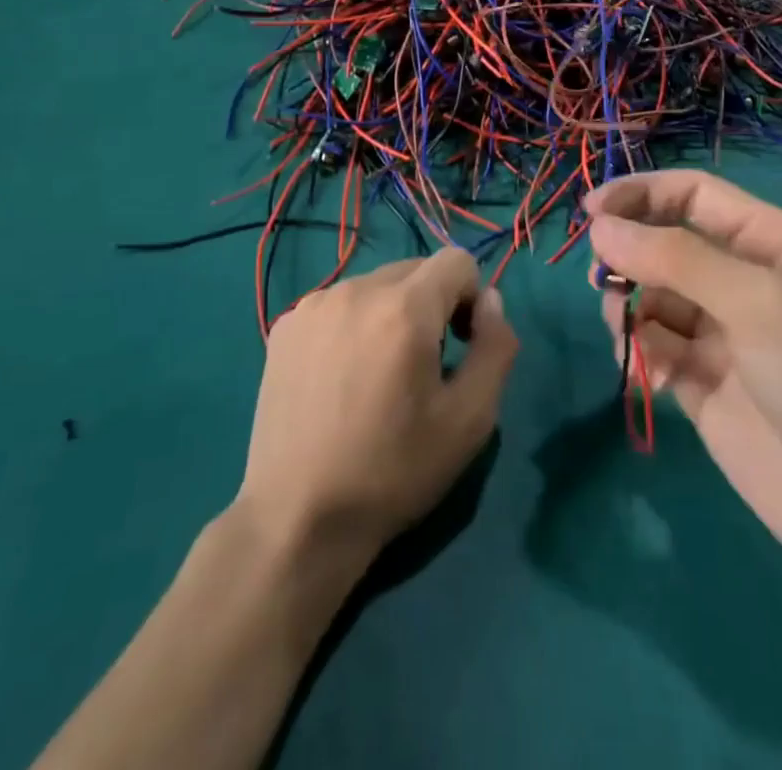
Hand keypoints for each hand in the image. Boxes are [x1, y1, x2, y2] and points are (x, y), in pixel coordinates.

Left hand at [236, 249, 517, 567]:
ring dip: (392, 313)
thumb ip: (496, 346)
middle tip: (423, 367)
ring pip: (376, 286)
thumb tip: (489, 301)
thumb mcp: (471, 419)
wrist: (297, 520)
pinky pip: (339, 305)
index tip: (459, 347)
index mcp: (404, 308)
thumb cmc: (393, 471)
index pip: (457, 261)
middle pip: (416, 270)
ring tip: (378, 376)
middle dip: (432, 305)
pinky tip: (341, 379)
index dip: (471, 298)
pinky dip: (354, 325)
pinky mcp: (285, 327)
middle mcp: (356, 290)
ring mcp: (314, 306)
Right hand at [586, 171, 781, 574]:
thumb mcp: (754, 300)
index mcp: (765, 241)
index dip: (639, 194)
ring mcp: (717, 329)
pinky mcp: (697, 376)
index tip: (589, 214)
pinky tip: (648, 375)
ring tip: (629, 335)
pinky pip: (650, 343)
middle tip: (604, 283)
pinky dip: (638, 350)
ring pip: (649, 294)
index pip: (691, 194)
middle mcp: (738, 277)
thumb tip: (599, 228)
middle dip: (628, 256)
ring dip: (628, 306)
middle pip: (662, 242)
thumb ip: (675, 257)